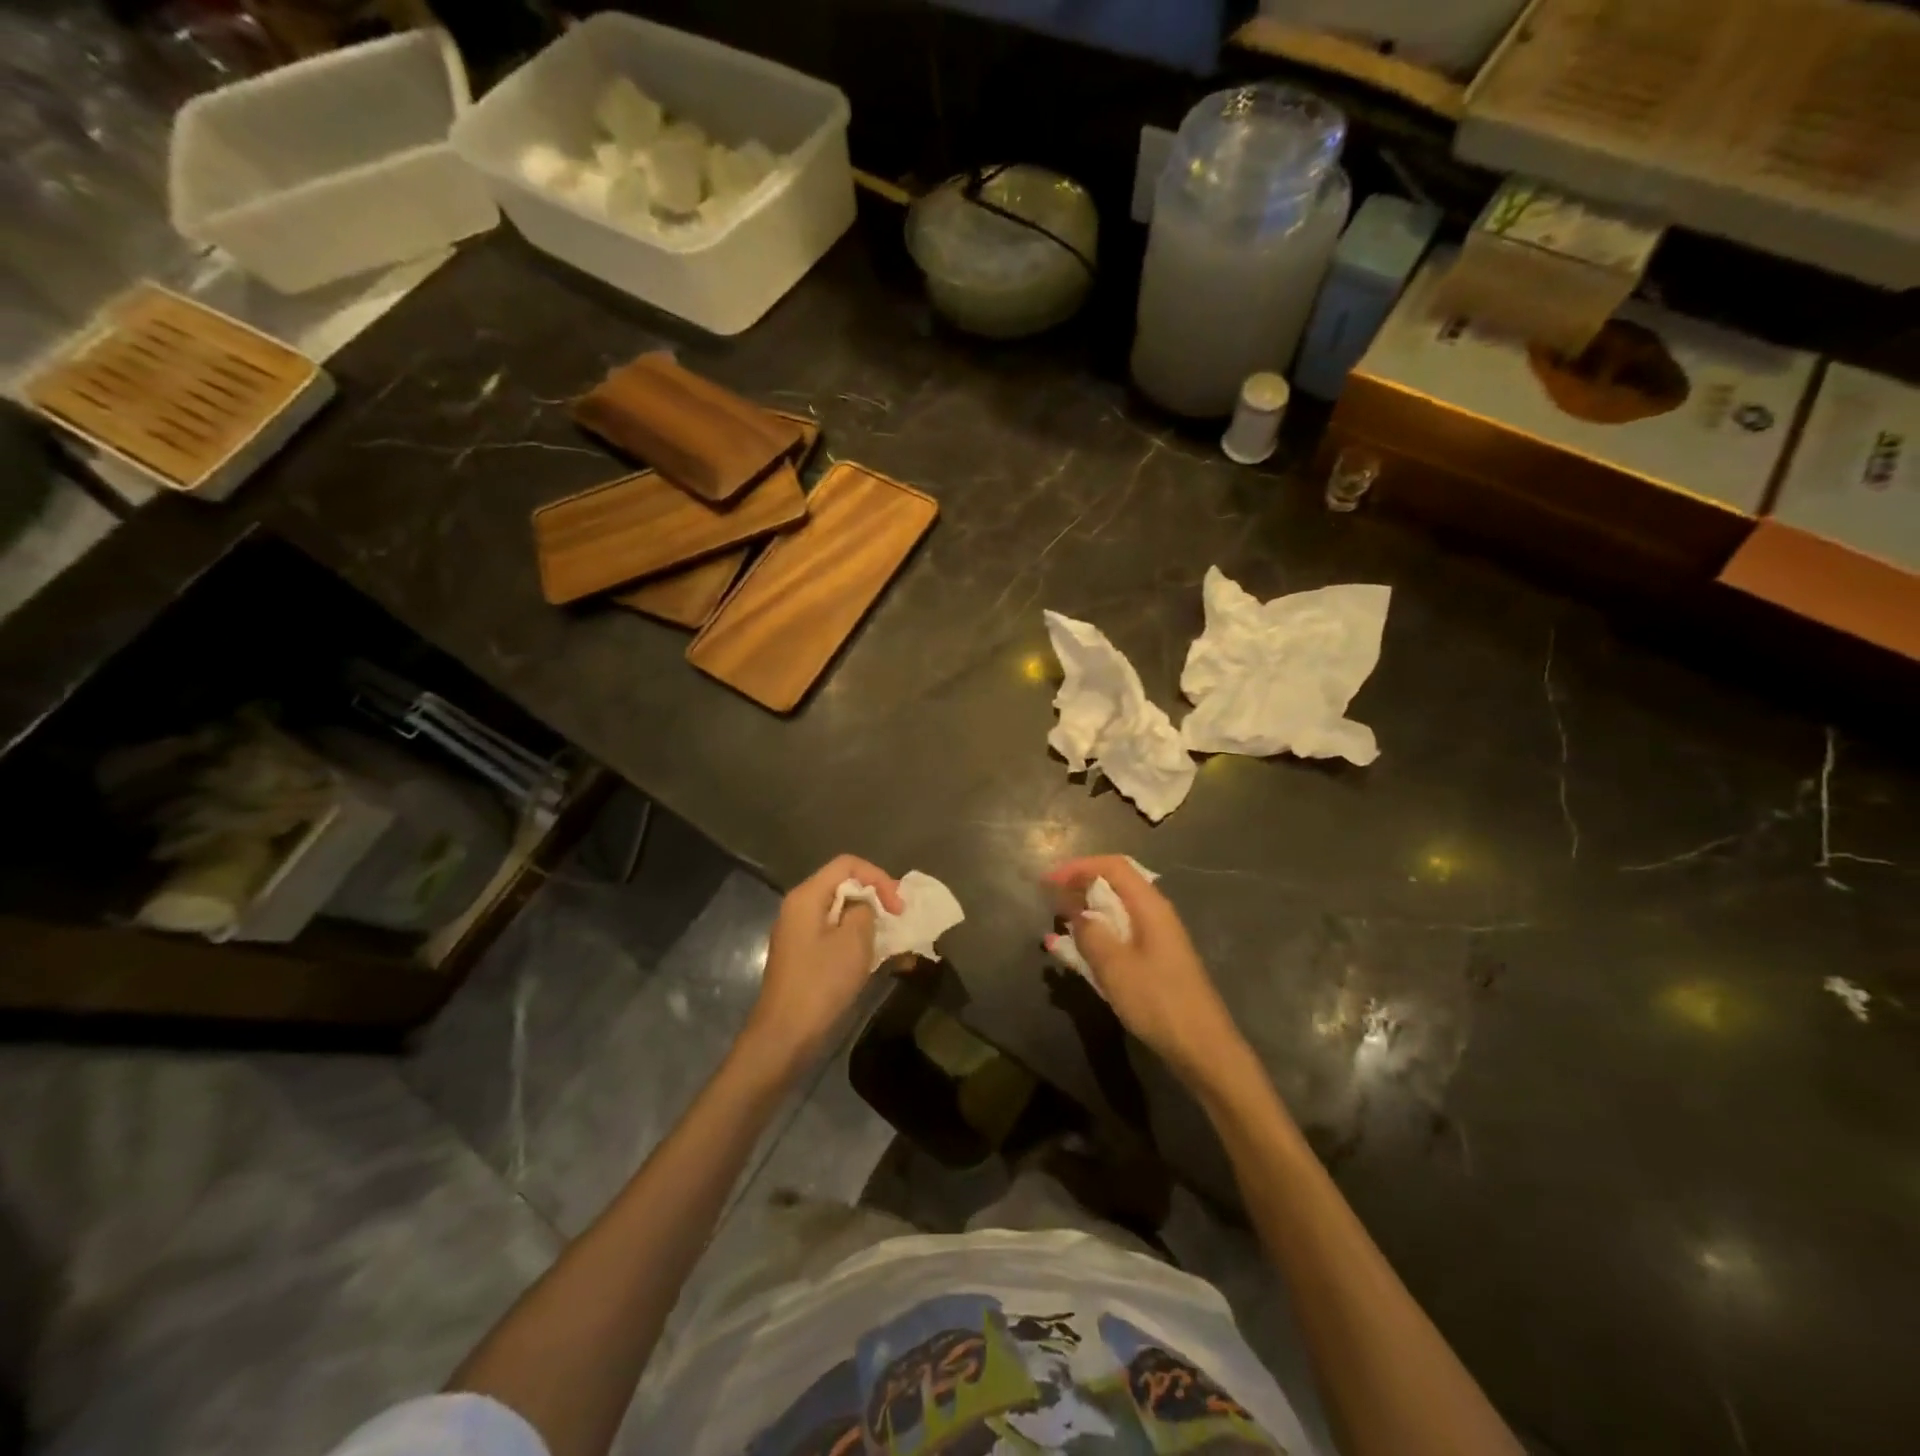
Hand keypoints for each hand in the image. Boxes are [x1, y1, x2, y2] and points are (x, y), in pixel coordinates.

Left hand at [744, 854, 902, 1069]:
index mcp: (807, 896)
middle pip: (843, 886)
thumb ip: (864, 911)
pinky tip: (878, 960)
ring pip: (841, 912)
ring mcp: (799, 933)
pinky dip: (857, 941)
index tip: (898, 907)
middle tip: (899, 921)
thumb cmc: (821, 983)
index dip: (878, 877)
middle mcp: (799, 908)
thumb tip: (863, 908)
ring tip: (894, 942)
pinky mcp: (803, 956)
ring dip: (869, 922)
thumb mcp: (854, 941)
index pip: (847, 865)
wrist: (785, 1035)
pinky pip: (835, 935)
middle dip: (876, 898)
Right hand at [1046, 856, 1248, 1089]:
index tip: (1048, 881)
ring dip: (1086, 915)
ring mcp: (1157, 938)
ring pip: (1116, 913)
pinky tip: (1076, 953)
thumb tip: (1076, 912)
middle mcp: (1155, 914)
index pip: (1112, 866)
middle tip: (1050, 902)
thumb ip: (1091, 933)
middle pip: (1115, 885)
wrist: (1202, 1048)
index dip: (1078, 866)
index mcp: (1149, 906)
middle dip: (1080, 888)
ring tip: (1057, 926)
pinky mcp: (1155, 961)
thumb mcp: (1115, 966)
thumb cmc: (1158, 1001)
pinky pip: (1120, 936)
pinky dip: (1097, 938)